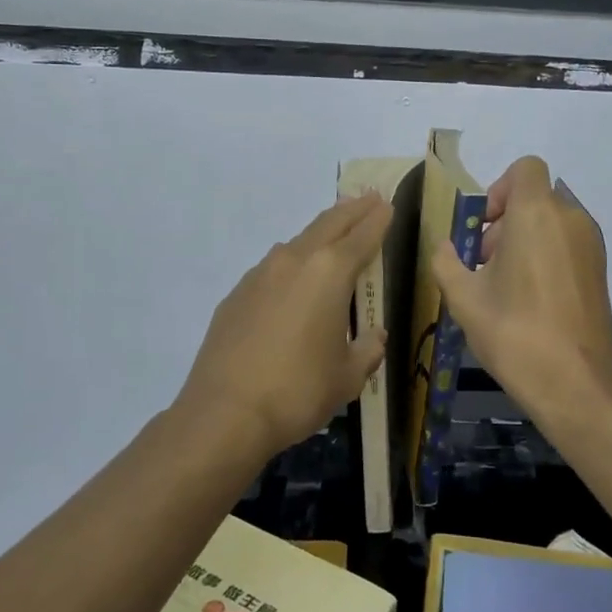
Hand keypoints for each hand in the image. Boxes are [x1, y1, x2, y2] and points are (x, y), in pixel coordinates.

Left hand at [176, 193, 391, 458]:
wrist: (225, 413)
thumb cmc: (298, 391)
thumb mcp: (348, 377)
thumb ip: (367, 349)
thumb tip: (374, 336)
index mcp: (330, 273)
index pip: (362, 236)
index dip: (378, 220)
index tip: (387, 205)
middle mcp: (294, 262)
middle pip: (328, 224)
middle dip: (352, 211)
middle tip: (368, 199)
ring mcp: (260, 274)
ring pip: (297, 242)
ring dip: (320, 233)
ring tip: (333, 232)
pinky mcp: (237, 294)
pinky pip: (273, 268)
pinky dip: (292, 263)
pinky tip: (293, 280)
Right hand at [432, 156, 611, 433]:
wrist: (578, 385)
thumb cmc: (515, 332)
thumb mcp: (464, 298)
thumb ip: (446, 261)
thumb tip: (446, 248)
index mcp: (537, 213)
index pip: (525, 168)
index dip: (499, 189)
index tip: (482, 226)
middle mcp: (571, 219)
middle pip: (535, 198)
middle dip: (504, 222)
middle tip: (482, 264)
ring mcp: (591, 246)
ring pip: (551, 223)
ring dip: (523, 241)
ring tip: (502, 287)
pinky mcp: (600, 272)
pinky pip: (566, 245)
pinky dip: (544, 257)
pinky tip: (527, 301)